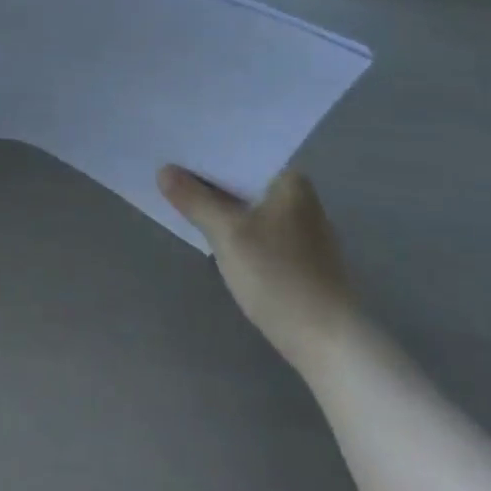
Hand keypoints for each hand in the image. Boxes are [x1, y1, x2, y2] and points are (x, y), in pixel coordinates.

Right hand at [157, 165, 355, 376]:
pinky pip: (254, 225)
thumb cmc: (278, 276)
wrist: (326, 341)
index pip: (240, 152)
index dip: (204, 150)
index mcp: (289, 180)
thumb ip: (194, 199)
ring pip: (247, 203)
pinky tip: (207, 229)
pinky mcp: (295, 254)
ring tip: (178, 195)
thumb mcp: (227, 234)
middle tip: (165, 169)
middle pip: (242, 177)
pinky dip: (232, 224)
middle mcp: (298, 196)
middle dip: (207, 178)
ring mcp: (299, 226)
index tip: (171, 148)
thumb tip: (164, 171)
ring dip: (217, 202)